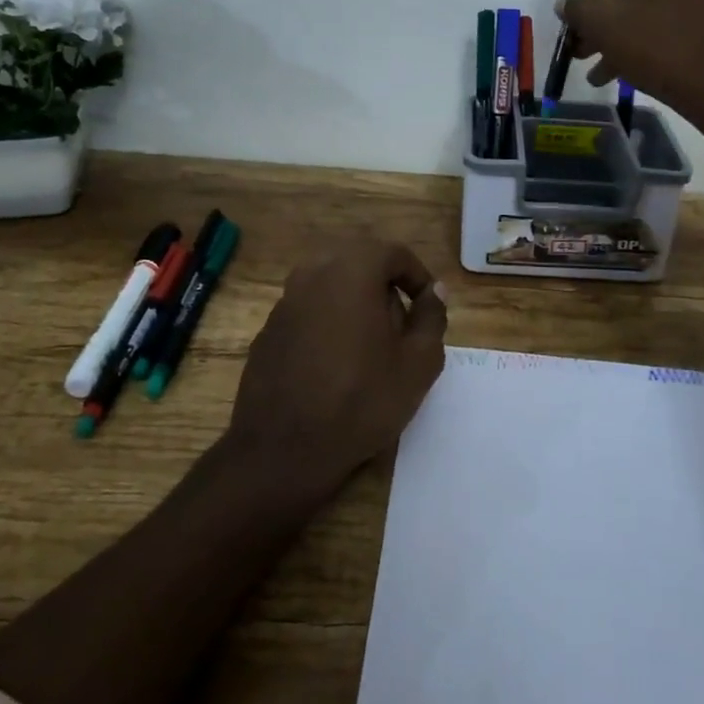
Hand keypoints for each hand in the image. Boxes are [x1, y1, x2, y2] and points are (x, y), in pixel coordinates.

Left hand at [227, 242, 448, 498]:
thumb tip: (435, 291)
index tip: (429, 307)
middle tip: (402, 325)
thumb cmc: (361, 400)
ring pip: (331, 285)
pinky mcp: (268, 330)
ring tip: (371, 346)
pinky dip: (328, 323)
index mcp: (352, 270)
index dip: (417, 276)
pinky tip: (336, 364)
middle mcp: (313, 273)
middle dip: (385, 286)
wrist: (283, 450)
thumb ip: (432, 318)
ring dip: (356, 303)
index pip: (393, 253)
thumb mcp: (418, 363)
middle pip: (359, 263)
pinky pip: (308, 311)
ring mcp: (285, 301)